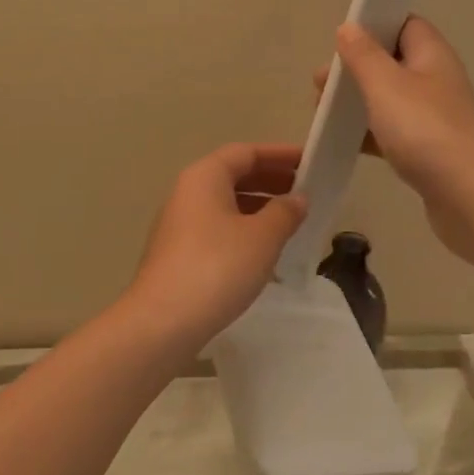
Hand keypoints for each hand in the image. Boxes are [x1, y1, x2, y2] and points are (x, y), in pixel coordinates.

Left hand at [120, 143, 307, 350]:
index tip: (310, 161)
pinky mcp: (179, 254)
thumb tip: (297, 198)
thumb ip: (285, 212)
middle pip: (234, 175)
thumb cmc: (217, 267)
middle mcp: (188, 193)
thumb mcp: (262, 238)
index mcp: (205, 176)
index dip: (280, 154)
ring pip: (226, 204)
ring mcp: (180, 224)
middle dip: (271, 180)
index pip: (246, 152)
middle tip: (306, 190)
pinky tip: (265, 251)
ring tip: (292, 221)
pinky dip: (244, 229)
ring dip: (259, 207)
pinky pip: (218, 228)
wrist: (163, 322)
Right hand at [318, 18, 473, 283]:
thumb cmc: (425, 132)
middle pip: (392, 62)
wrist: (471, 199)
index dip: (374, 26)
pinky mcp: (429, 150)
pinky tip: (343, 144)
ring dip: (357, 103)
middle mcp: (436, 80)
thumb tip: (349, 27)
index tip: (340, 42)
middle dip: (355, 69)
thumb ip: (363, 55)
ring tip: (322, 113)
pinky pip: (393, 132)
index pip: (404, 24)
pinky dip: (368, 134)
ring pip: (389, 99)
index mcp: (432, 55)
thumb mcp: (385, 86)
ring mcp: (435, 117)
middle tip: (320, 86)